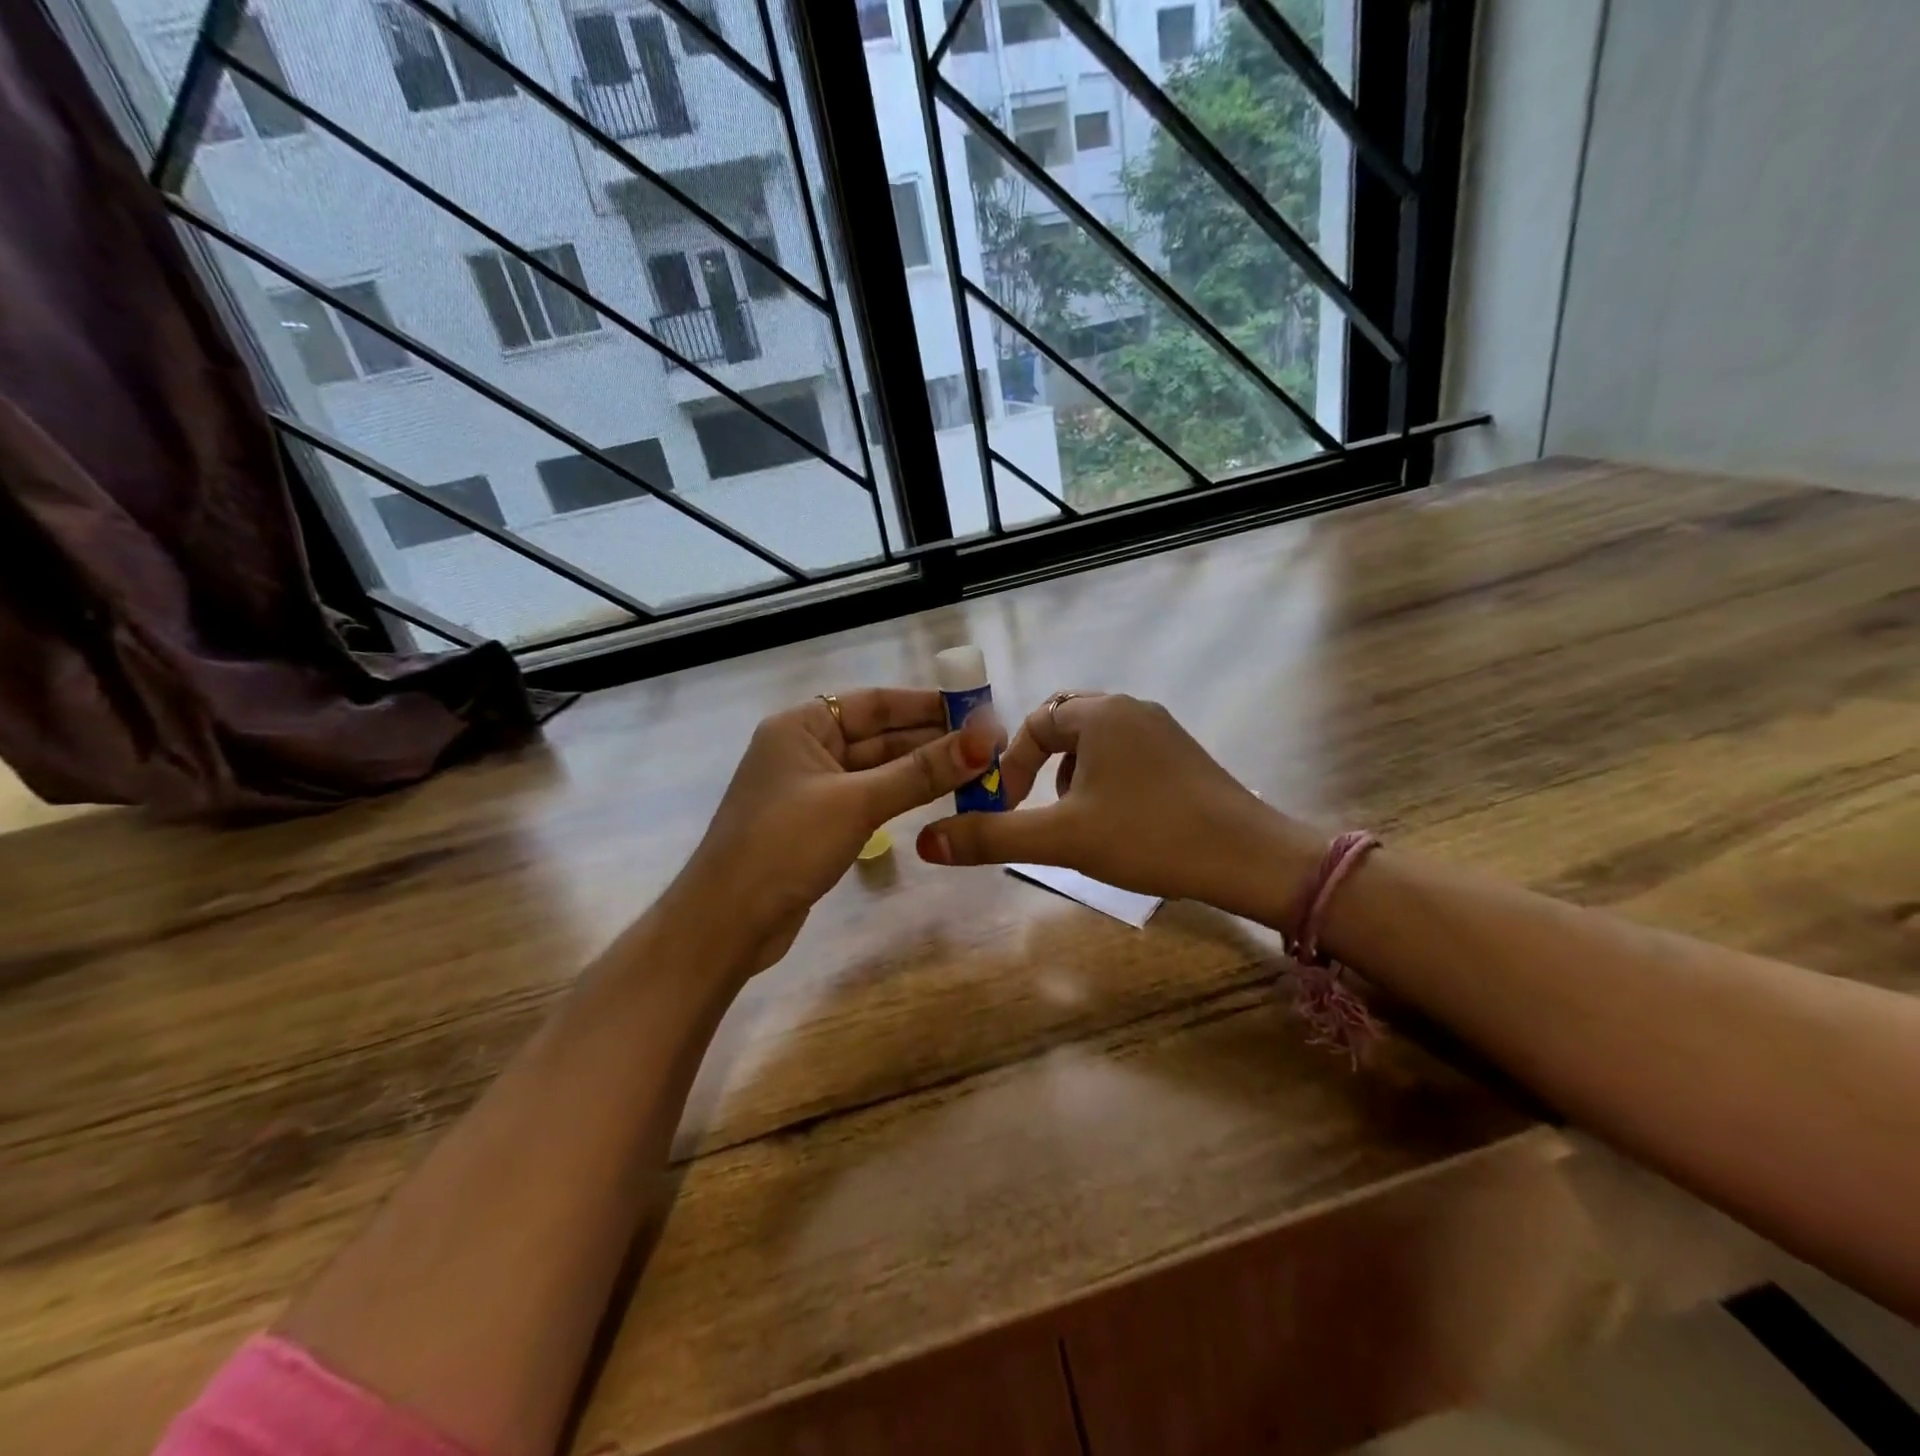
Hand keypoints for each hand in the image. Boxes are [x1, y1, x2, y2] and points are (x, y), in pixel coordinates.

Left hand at [668, 689, 997, 974]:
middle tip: (990, 745)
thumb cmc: (785, 846)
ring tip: (977, 769)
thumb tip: (985, 739)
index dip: (928, 705)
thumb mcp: (857, 803)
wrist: (727, 923)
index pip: (876, 702)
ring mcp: (811, 788)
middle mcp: (806, 748)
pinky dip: (902, 796)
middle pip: (879, 734)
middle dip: (932, 739)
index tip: (977, 711)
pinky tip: (939, 797)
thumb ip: (921, 772)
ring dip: (922, 769)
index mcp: (802, 725)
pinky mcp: (818, 823)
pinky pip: (869, 797)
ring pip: (877, 769)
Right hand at [914, 693, 1318, 924]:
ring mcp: (1161, 729)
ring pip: (1095, 741)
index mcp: (1099, 713)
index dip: (1010, 766)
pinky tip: (1116, 822)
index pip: (1033, 723)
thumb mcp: (1062, 839)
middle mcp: (1130, 708)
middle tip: (1036, 807)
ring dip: (1072, 775)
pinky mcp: (1182, 755)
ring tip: (1075, 819)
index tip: (1008, 808)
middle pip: (1063, 724)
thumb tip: (925, 842)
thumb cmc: (1149, 837)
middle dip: (1040, 766)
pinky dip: (1104, 780)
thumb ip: (992, 836)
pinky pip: (1125, 754)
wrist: (1248, 858)